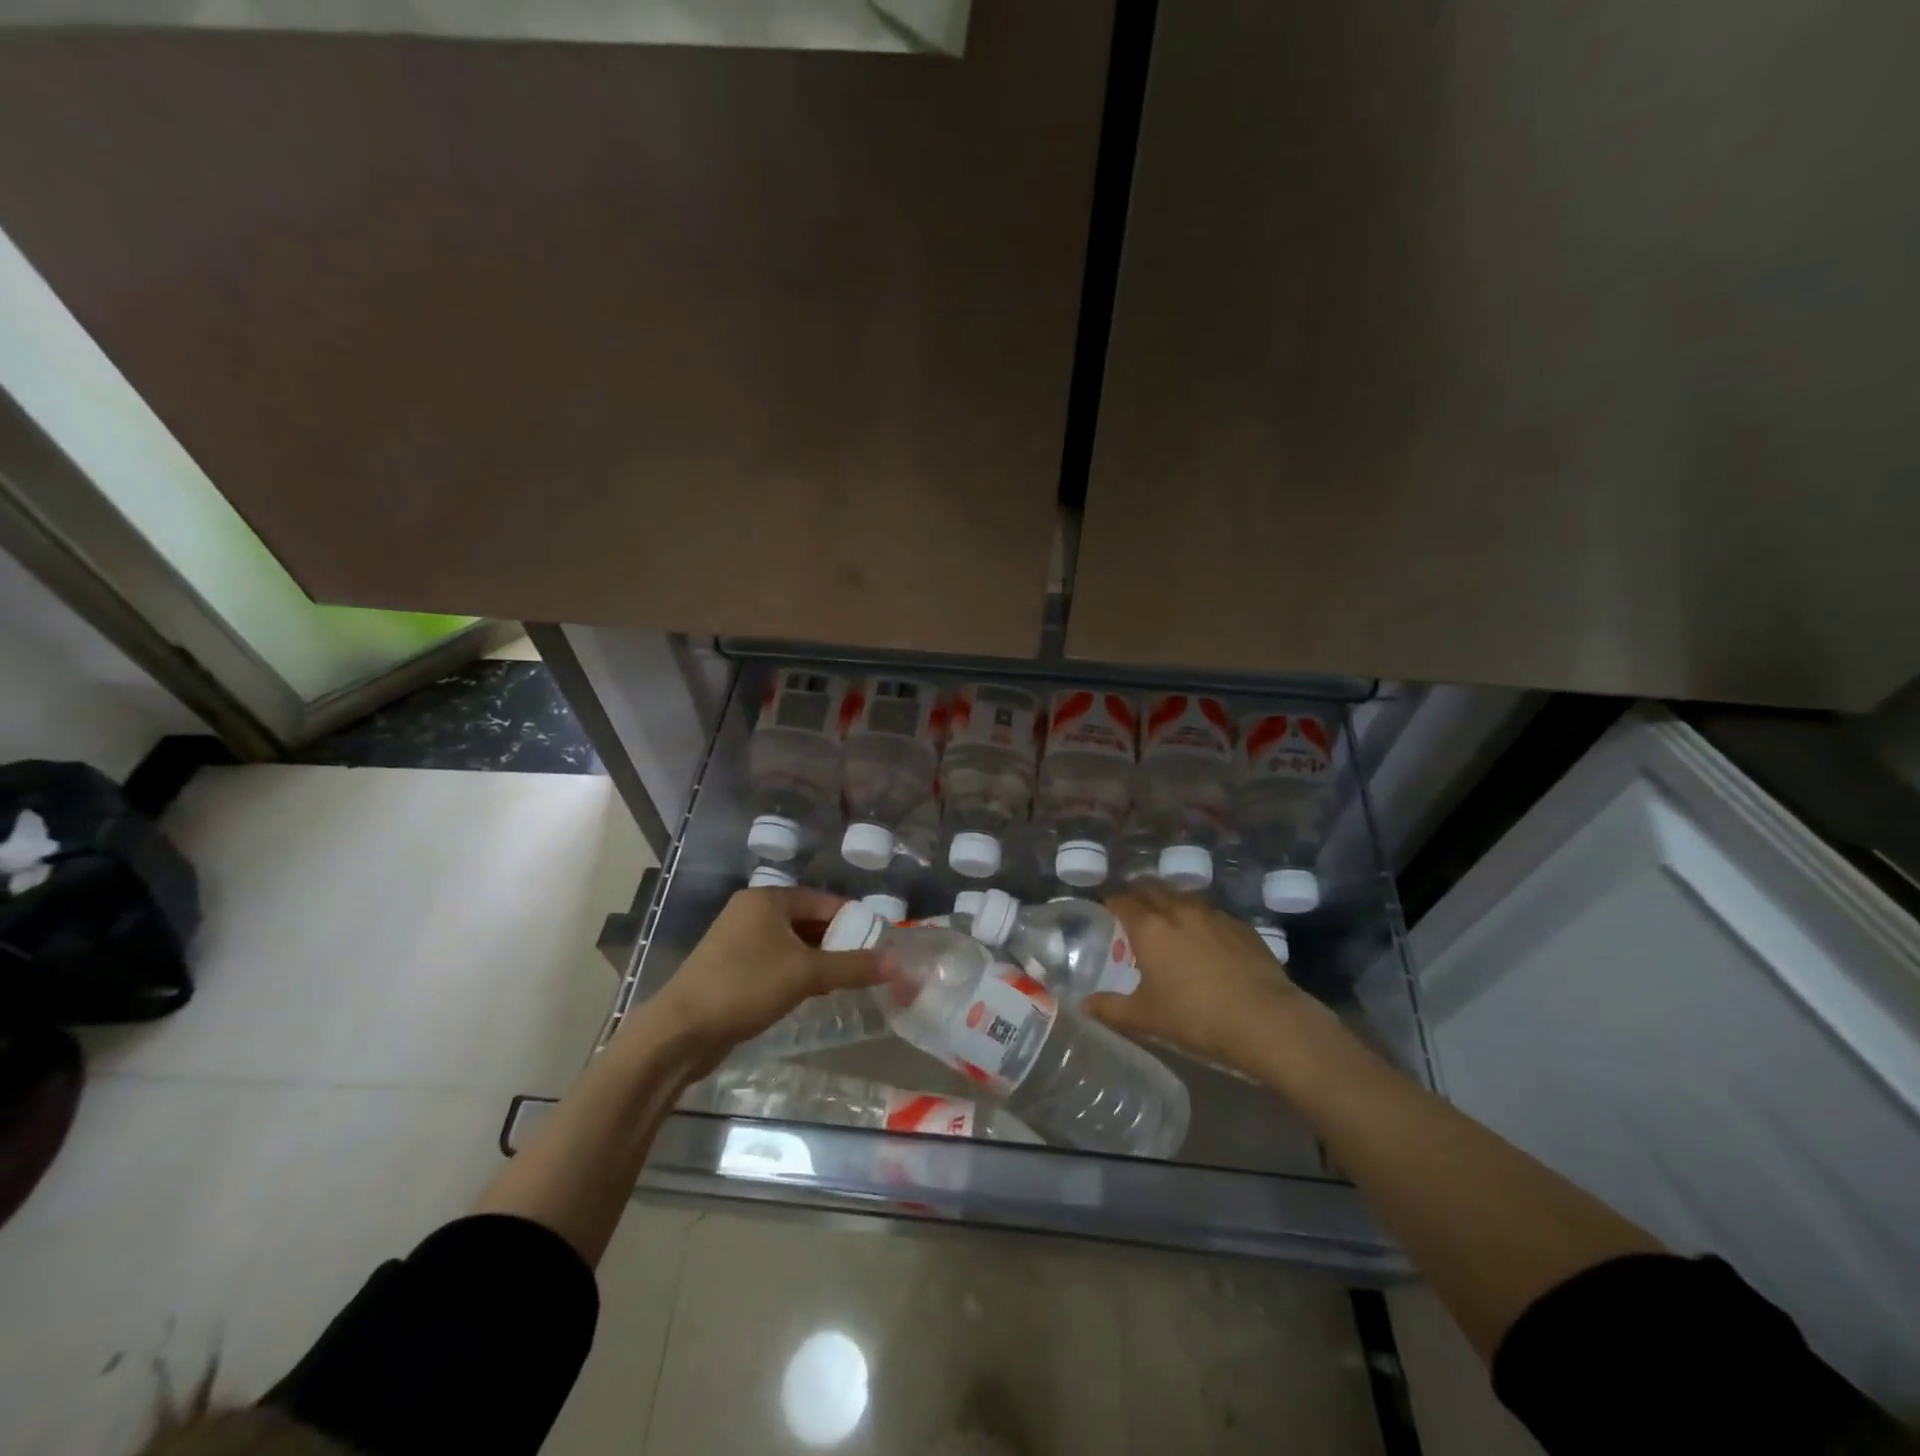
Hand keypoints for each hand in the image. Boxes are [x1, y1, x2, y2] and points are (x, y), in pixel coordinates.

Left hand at [647, 887, 885, 1067]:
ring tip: (844, 982)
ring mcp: (737, 939)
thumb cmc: (745, 987)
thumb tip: (897, 962)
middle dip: (837, 942)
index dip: (854, 921)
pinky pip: (775, 961)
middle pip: (808, 921)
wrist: (679, 1032)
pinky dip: (796, 972)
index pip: (824, 901)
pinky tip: (811, 993)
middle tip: (865, 966)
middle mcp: (752, 911)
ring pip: (792, 943)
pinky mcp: (730, 967)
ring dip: (818, 960)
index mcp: (767, 899)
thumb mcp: (806, 974)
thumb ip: (853, 966)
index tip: (879, 943)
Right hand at [1083, 882, 1310, 1073]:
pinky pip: (1212, 914)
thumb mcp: (1146, 1018)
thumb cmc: (1196, 1017)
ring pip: (1184, 897)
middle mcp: (1179, 911)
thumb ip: (1111, 1009)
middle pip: (1153, 888)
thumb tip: (1084, 1006)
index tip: (1105, 906)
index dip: (1111, 900)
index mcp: (1150, 928)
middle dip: (1139, 893)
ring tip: (1168, 920)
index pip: (1122, 900)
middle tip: (1132, 908)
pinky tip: (1205, 939)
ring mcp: (1214, 916)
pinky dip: (1200, 919)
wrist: (1265, 1020)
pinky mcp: (1242, 927)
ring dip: (1170, 902)